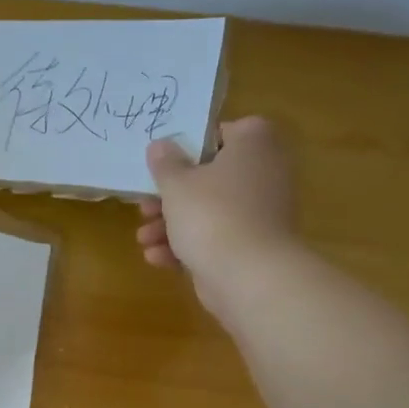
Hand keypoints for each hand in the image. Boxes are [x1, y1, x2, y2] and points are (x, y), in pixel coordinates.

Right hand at [138, 117, 298, 308]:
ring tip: (144, 238)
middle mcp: (264, 173)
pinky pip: (217, 236)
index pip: (225, 131)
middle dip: (171, 196)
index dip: (192, 144)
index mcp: (253, 145)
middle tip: (145, 206)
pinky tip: (157, 258)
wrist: (249, 276)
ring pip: (209, 209)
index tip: (166, 161)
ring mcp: (261, 212)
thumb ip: (164, 163)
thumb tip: (160, 145)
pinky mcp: (253, 245)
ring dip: (172, 224)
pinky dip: (188, 245)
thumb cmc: (212, 214)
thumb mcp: (176, 183)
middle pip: (209, 176)